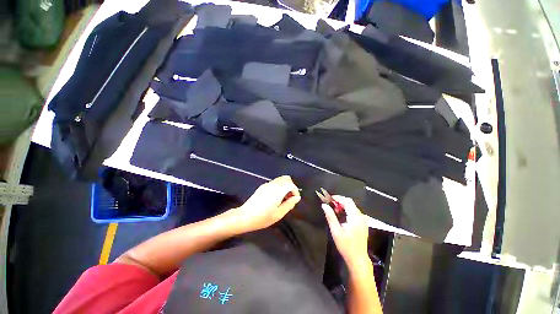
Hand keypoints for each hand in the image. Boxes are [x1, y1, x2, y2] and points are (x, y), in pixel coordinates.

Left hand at [233, 176, 300, 231]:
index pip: (290, 184)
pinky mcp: (262, 186)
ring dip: (285, 186)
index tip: (295, 199)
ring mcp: (266, 185)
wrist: (245, 216)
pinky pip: (274, 182)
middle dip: (291, 186)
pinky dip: (279, 186)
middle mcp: (272, 185)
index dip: (295, 190)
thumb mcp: (278, 214)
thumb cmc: (263, 218)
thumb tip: (297, 198)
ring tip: (283, 198)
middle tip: (290, 197)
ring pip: (280, 179)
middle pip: (286, 178)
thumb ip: (289, 204)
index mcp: (277, 191)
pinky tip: (275, 197)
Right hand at [322, 196, 370, 271]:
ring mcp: (363, 220)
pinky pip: (354, 212)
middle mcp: (361, 217)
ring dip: (343, 206)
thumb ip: (330, 216)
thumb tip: (324, 205)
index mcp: (355, 217)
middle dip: (340, 201)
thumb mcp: (336, 231)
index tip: (329, 198)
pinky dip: (347, 210)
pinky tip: (341, 215)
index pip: (347, 201)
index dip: (338, 198)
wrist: (358, 259)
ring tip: (334, 209)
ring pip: (352, 207)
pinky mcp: (363, 224)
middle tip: (330, 204)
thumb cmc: (346, 246)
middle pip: (350, 203)